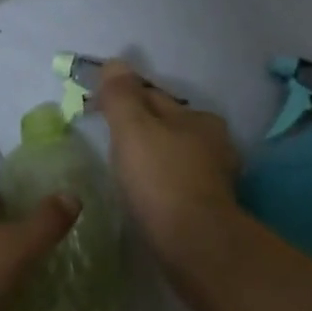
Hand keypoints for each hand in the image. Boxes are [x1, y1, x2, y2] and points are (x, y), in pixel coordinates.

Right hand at [96, 62, 244, 276]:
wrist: (196, 247)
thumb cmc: (161, 179)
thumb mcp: (133, 129)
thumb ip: (121, 95)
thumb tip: (115, 63)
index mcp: (200, 118)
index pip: (152, 97)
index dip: (121, 100)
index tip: (94, 112)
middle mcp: (215, 143)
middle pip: (165, 126)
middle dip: (140, 129)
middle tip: (106, 142)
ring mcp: (216, 179)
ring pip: (172, 156)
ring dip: (151, 159)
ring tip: (123, 170)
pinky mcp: (211, 210)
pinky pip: (176, 185)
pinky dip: (159, 185)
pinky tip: (145, 196)